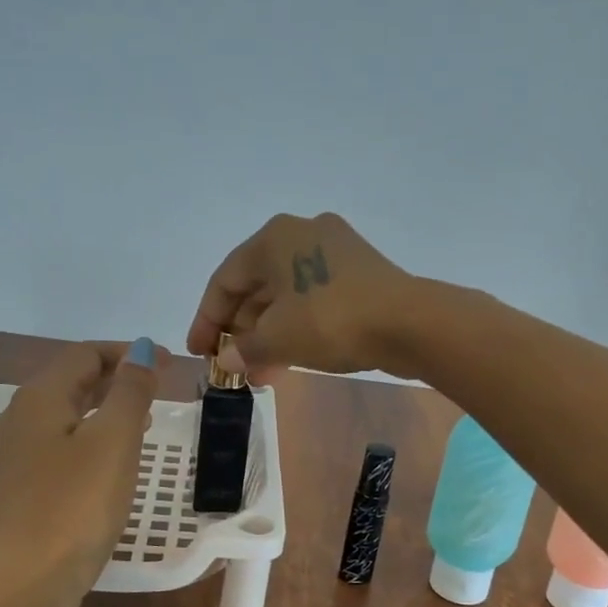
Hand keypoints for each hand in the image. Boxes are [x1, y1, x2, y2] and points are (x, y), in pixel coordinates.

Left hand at [0, 339, 159, 606]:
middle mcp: (15, 419)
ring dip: (103, 409)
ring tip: (141, 420)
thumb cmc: (75, 506)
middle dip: (115, 379)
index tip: (166, 363)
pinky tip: (108, 461)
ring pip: (63, 416)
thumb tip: (139, 351)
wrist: (25, 584)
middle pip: (70, 382)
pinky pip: (56, 446)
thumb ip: (130, 391)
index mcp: (37, 399)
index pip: (84, 355)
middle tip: (157, 388)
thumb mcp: (114, 441)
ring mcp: (10, 456)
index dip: (127, 353)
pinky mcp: (15, 489)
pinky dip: (87, 439)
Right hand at [185, 213, 419, 377]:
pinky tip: (288, 359)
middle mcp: (302, 233)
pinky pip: (312, 299)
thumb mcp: (278, 339)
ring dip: (268, 334)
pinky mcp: (359, 272)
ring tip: (259, 373)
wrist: (409, 323)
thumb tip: (226, 360)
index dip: (206, 320)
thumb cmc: (331, 321)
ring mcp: (335, 251)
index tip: (198, 352)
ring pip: (286, 295)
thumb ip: (244, 349)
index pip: (225, 280)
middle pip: (256, 286)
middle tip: (232, 365)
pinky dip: (296, 327)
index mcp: (274, 237)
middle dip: (240, 331)